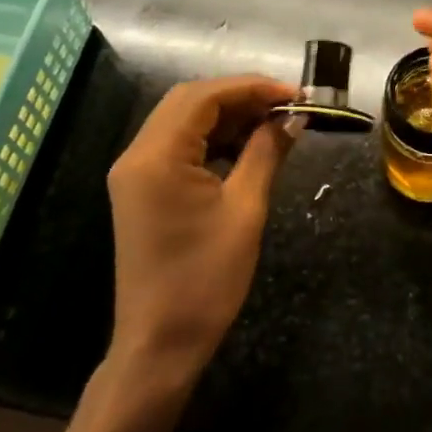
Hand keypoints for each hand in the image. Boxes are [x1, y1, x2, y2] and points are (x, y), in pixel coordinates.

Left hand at [106, 75, 295, 387]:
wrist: (159, 345)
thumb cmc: (205, 279)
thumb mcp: (245, 210)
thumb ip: (267, 153)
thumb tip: (293, 118)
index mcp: (157, 156)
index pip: (204, 96)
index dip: (252, 87)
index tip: (295, 94)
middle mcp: (138, 155)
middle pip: (189, 102)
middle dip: (240, 97)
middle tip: (286, 106)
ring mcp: (136, 173)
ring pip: (183, 122)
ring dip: (227, 117)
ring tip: (274, 123)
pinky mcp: (142, 190)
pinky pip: (178, 147)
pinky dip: (213, 139)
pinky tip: (247, 147)